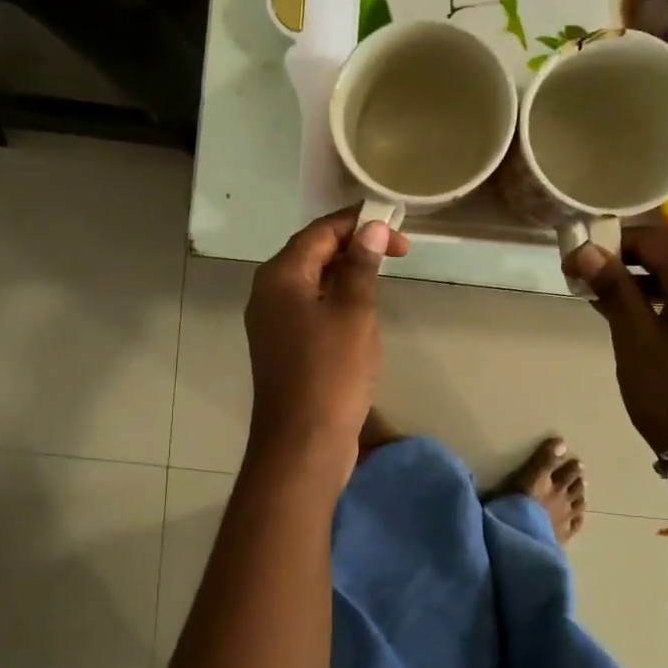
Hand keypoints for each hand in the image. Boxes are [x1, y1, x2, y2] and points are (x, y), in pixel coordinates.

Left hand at [246, 209, 409, 460]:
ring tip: (383, 276)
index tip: (399, 229)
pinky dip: (337, 300)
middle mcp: (268, 293)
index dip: (359, 223)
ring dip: (347, 273)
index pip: (320, 232)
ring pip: (312, 282)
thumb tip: (371, 229)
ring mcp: (272, 322)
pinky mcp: (283, 347)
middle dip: (354, 246)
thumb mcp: (353, 312)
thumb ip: (361, 266)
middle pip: (312, 253)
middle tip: (399, 253)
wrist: (303, 443)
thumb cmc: (331, 373)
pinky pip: (311, 309)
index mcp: (280, 276)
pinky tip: (361, 311)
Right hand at [565, 226, 667, 450]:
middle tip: (585, 277)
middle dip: (625, 258)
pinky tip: (629, 317)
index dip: (611, 242)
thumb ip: (614, 289)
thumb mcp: (635, 338)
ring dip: (639, 279)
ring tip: (599, 298)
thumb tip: (586, 250)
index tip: (575, 260)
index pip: (654, 237)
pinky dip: (657, 299)